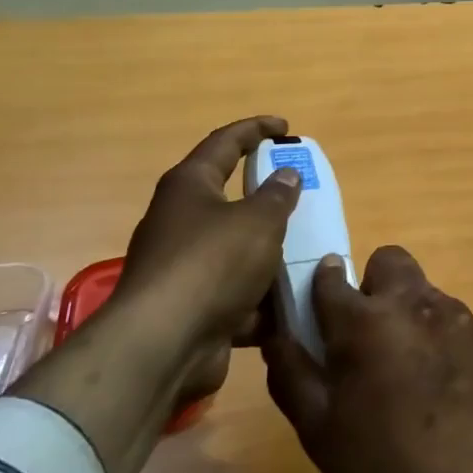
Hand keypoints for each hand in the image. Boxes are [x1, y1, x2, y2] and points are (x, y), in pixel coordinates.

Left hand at [13, 116, 300, 472]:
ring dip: (270, 254)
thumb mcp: (258, 221)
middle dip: (268, 200)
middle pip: (230, 199)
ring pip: (237, 251)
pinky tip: (294, 303)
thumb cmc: (212, 264)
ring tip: (310, 253)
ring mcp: (184, 267)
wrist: (163, 346)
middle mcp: (181, 221)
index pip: (225, 143)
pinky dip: (263, 299)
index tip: (285, 127)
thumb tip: (286, 175)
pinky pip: (236, 294)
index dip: (256, 129)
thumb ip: (278, 195)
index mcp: (190, 186)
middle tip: (303, 196)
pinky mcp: (192, 307)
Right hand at [264, 247, 472, 472]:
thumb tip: (276, 335)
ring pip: (418, 287)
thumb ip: (291, 372)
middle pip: (386, 261)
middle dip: (371, 285)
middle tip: (364, 334)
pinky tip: (433, 379)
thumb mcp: (317, 427)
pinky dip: (432, 330)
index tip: (317, 308)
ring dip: (403, 309)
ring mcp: (451, 313)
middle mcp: (410, 301)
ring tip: (401, 365)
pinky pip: (445, 313)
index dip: (320, 286)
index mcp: (363, 320)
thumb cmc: (380, 462)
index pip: (331, 277)